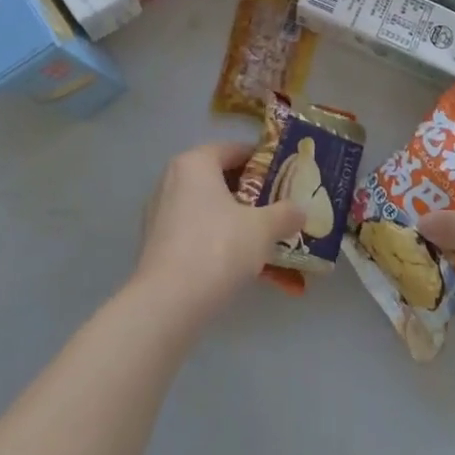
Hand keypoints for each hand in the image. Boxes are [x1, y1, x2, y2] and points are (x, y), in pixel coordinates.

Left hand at [130, 141, 305, 324]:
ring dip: (233, 218)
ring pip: (206, 207)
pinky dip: (215, 238)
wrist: (168, 304)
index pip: (235, 150)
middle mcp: (172, 180)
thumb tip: (300, 210)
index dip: (263, 162)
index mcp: (195, 163)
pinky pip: (193, 231)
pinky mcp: (155, 244)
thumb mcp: (263, 228)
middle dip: (250, 193)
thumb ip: (285, 214)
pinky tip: (236, 260)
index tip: (286, 178)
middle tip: (277, 207)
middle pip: (219, 178)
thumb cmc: (218, 248)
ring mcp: (159, 213)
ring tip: (261, 236)